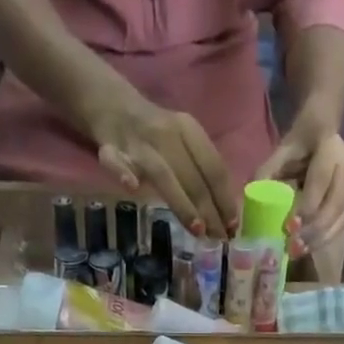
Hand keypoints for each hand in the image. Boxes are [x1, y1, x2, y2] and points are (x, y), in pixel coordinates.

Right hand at [89, 91, 237, 239]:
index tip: (233, 226)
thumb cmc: (156, 135)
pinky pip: (115, 161)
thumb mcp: (183, 143)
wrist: (112, 104)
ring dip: (181, 202)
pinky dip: (123, 173)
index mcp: (188, 130)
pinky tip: (133, 187)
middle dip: (208, 211)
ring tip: (197, 229)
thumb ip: (199, 171)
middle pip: (192, 176)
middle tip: (219, 239)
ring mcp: (138, 142)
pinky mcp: (111, 147)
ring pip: (163, 174)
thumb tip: (224, 214)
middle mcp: (166, 134)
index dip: (225, 198)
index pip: (213, 167)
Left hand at [256, 114, 343, 258]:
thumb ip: (268, 171)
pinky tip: (308, 248)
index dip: (308, 204)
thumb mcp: (281, 151)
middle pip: (334, 204)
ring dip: (319, 238)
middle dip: (314, 229)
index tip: (290, 226)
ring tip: (298, 251)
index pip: (321, 180)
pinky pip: (341, 223)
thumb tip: (252, 199)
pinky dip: (324, 238)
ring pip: (340, 217)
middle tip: (293, 246)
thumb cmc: (298, 144)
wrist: (321, 133)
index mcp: (331, 147)